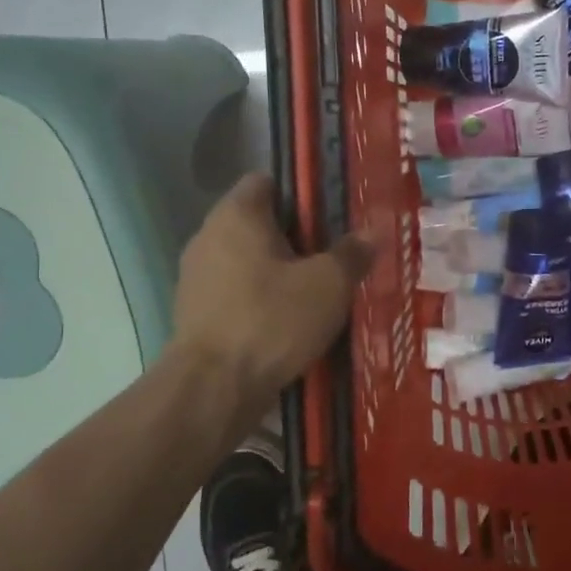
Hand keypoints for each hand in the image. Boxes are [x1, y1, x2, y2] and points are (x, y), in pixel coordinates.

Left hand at [169, 174, 374, 406]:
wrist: (214, 389)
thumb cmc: (273, 320)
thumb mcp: (328, 284)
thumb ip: (352, 253)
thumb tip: (374, 231)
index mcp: (237, 215)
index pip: (267, 181)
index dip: (301, 194)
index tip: (332, 217)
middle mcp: (208, 236)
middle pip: (259, 223)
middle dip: (297, 237)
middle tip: (335, 256)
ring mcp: (197, 276)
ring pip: (248, 260)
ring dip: (279, 272)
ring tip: (317, 293)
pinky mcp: (196, 313)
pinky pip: (237, 292)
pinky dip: (261, 300)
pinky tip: (289, 322)